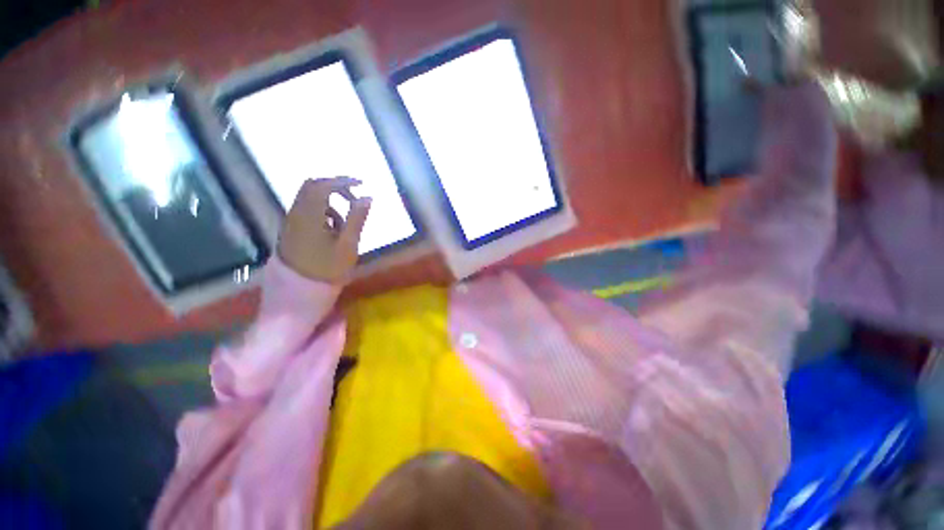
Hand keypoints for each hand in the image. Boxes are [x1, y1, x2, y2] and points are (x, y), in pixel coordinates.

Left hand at [277, 177, 371, 283]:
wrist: (294, 299)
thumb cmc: (325, 273)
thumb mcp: (347, 246)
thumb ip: (356, 219)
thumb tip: (367, 197)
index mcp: (308, 216)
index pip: (322, 185)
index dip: (342, 181)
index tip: (361, 185)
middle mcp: (294, 215)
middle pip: (311, 188)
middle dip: (335, 189)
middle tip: (354, 199)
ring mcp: (289, 225)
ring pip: (309, 202)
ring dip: (330, 205)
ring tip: (346, 226)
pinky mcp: (288, 234)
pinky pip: (306, 214)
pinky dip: (322, 215)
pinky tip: (332, 233)